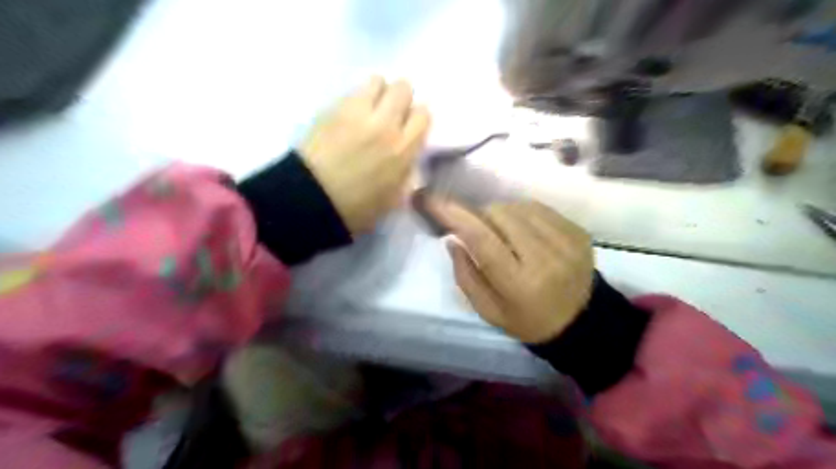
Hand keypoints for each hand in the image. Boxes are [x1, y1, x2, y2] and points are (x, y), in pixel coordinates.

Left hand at [298, 77, 429, 236]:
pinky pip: (352, 91)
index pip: (423, 113)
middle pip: (403, 88)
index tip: (409, 126)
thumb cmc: (357, 208)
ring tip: (369, 108)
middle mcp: (385, 124)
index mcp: (403, 150)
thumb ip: (406, 171)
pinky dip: (356, 98)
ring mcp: (357, 113)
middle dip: (401, 98)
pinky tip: (349, 115)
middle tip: (391, 113)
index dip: (417, 118)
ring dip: (378, 92)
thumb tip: (408, 154)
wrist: (312, 200)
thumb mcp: (394, 198)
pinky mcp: (333, 109)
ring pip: (377, 80)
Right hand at [430, 197, 593, 343]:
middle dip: (480, 215)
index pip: (482, 239)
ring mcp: (565, 241)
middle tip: (477, 228)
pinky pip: (538, 208)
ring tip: (503, 233)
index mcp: (519, 283)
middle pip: (500, 214)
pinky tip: (523, 230)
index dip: (455, 216)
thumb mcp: (488, 310)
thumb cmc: (527, 320)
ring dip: (501, 213)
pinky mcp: (577, 231)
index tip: (434, 200)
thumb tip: (452, 238)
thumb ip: (465, 275)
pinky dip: (522, 213)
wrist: (581, 321)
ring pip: (518, 206)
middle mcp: (545, 258)